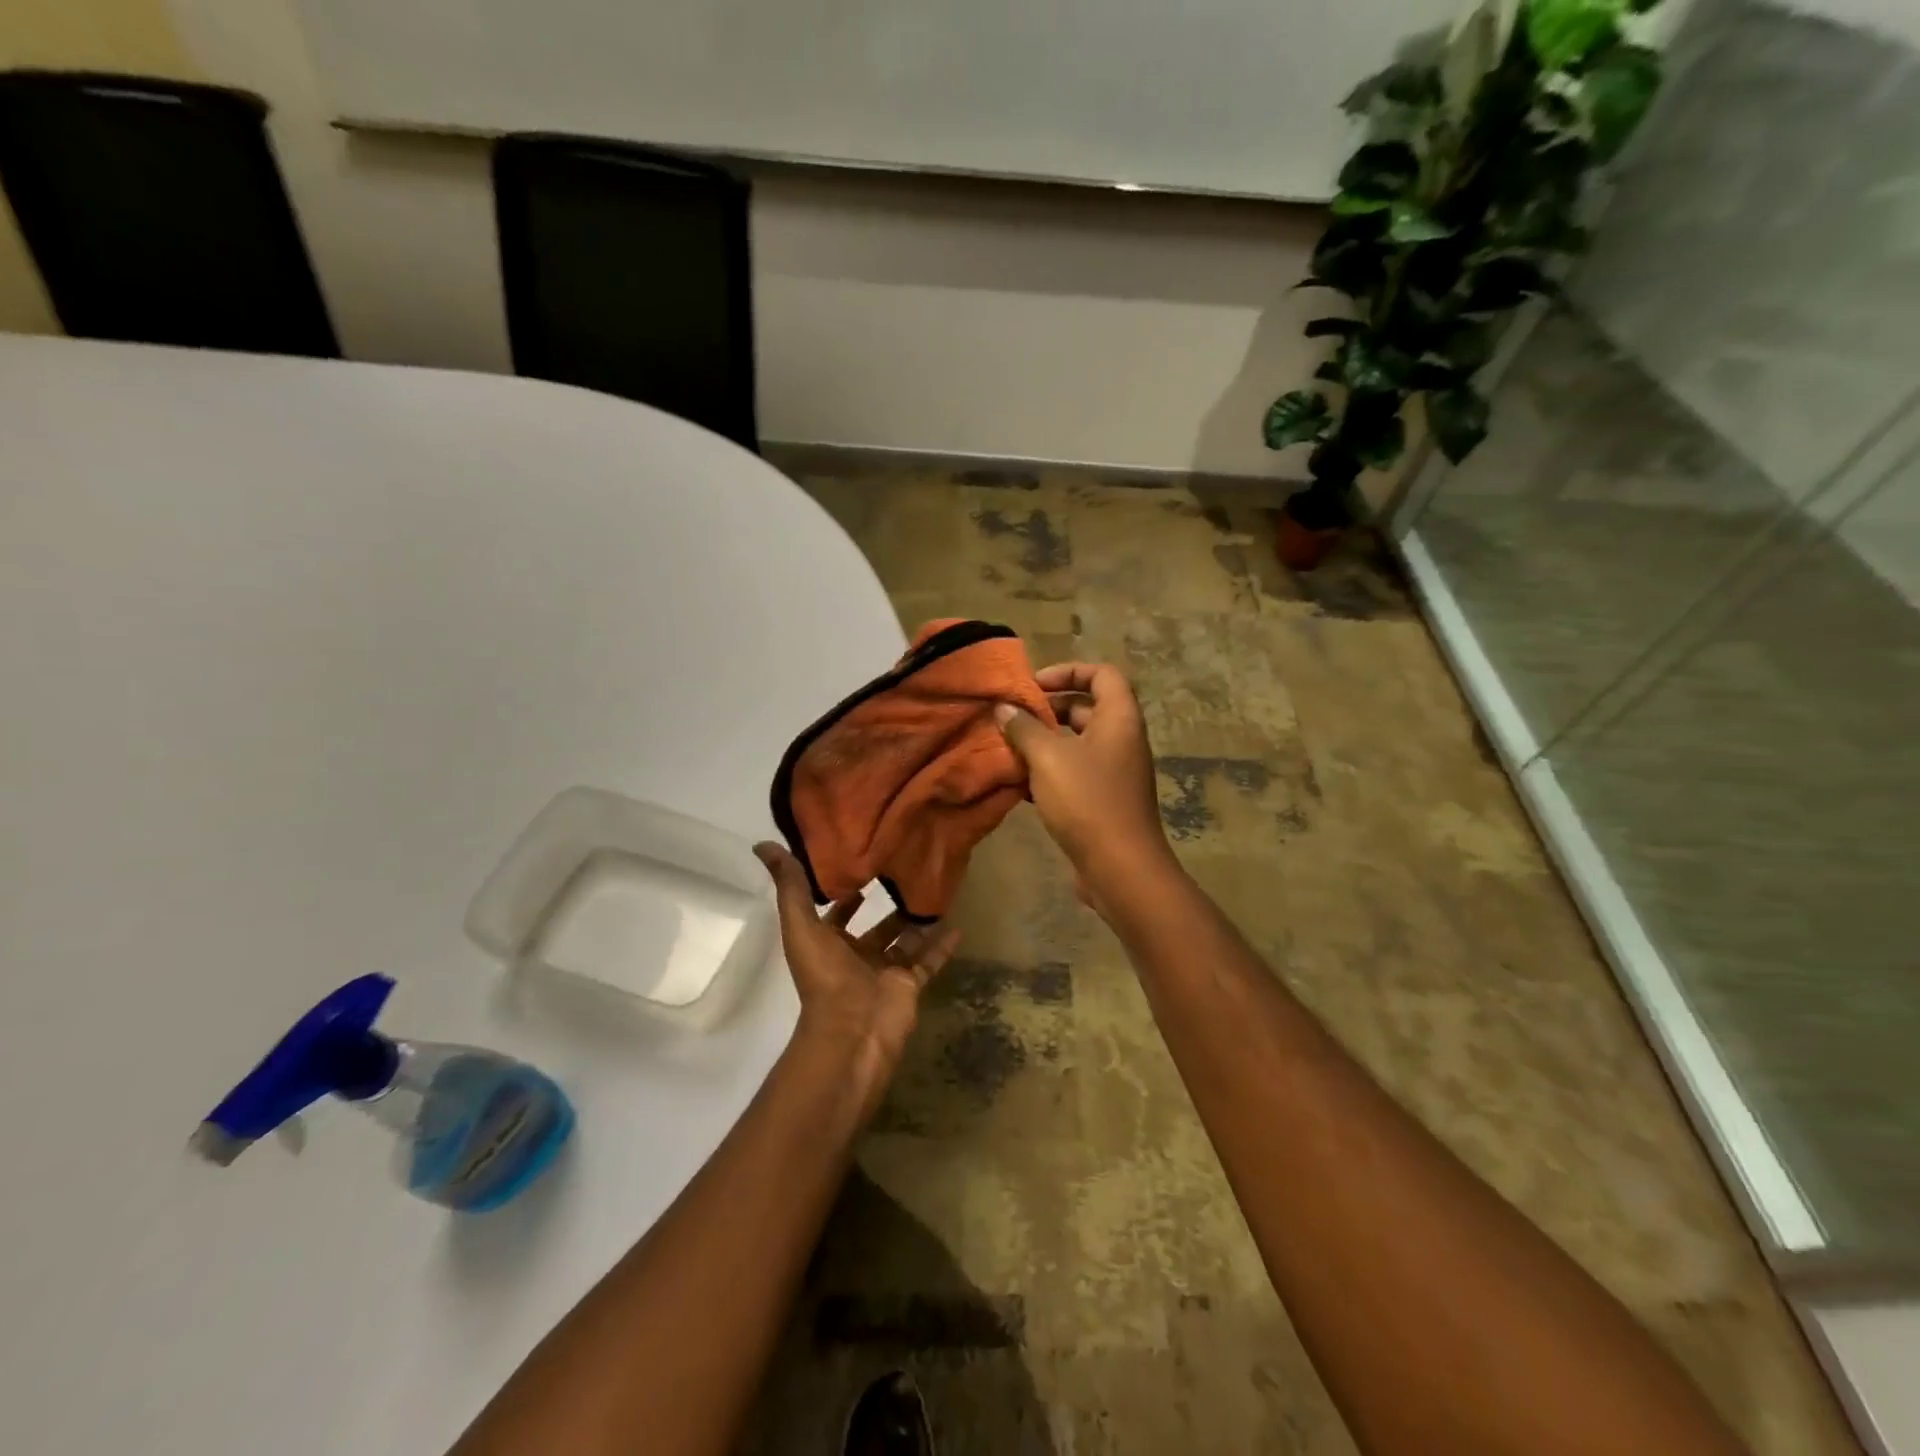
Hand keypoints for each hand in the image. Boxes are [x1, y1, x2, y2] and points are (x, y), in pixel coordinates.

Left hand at [755, 842, 959, 1122]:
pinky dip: (941, 946)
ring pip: (905, 941)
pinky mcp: (909, 984)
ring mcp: (885, 971)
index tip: (864, 863)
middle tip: (908, 872)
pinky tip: (957, 925)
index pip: (837, 913)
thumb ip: (790, 886)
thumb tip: (763, 845)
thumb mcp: (801, 926)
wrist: (853, 1030)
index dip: (846, 891)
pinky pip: (928, 961)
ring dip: (917, 921)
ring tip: (936, 891)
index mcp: (828, 944)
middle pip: (875, 927)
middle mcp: (856, 956)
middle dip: (888, 905)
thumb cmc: (824, 976)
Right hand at [994, 662, 1174, 914]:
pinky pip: (1074, 774)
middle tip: (1013, 718)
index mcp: (1119, 718)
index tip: (1034, 685)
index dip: (1069, 671)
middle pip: (1086, 708)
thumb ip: (1024, 728)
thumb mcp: (1048, 758)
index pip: (1102, 674)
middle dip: (1048, 710)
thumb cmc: (1087, 800)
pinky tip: (1018, 784)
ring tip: (1007, 749)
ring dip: (1043, 743)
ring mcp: (1114, 773)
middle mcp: (1122, 740)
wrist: (1119, 868)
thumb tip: (1004, 709)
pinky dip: (1048, 773)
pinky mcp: (1103, 801)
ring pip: (1076, 744)